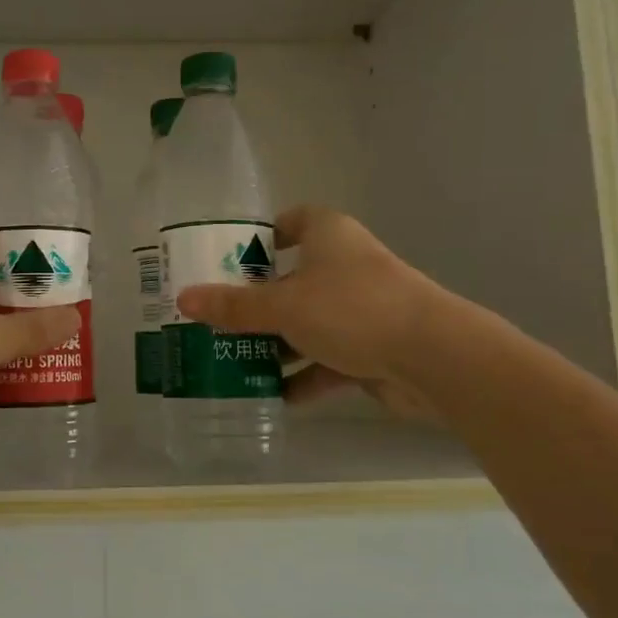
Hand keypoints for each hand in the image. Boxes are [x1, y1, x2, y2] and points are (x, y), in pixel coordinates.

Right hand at [174, 206, 450, 419]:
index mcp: (329, 236)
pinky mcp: (373, 348)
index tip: (231, 259)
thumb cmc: (352, 309)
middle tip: (219, 318)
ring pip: (309, 323)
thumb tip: (183, 299)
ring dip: (279, 344)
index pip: (293, 221)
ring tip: (236, 361)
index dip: (263, 236)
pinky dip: (305, 376)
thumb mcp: (283, 307)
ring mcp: (362, 308)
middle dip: (259, 302)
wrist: (434, 357)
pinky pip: (329, 359)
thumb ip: (233, 307)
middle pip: (294, 278)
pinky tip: (275, 396)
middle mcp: (346, 266)